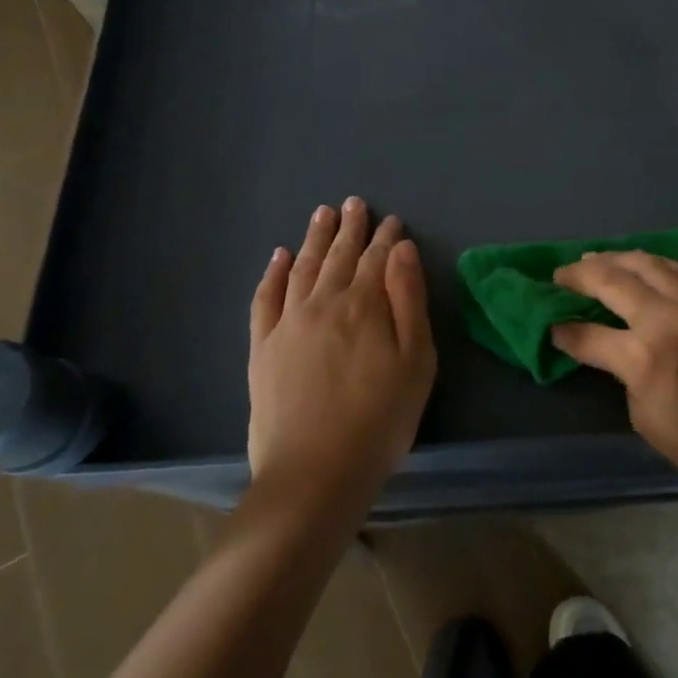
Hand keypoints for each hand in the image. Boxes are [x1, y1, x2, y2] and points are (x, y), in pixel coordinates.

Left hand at [247, 198, 436, 510]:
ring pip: (302, 267)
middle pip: (339, 255)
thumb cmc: (380, 420)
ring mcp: (288, 322)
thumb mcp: (416, 361)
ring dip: (314, 238)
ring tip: (322, 214)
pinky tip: (278, 256)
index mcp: (364, 305)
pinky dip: (272, 273)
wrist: (314, 473)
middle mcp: (323, 302)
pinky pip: (265, 297)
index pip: (378, 259)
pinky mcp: (262, 346)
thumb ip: (409, 300)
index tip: (393, 221)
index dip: (387, 238)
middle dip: (350, 228)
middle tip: (354, 203)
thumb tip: (402, 250)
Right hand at [551, 252, 677, 507]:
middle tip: (559, 275)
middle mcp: (667, 317)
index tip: (549, 326)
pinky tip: (642, 264)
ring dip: (616, 258)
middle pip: (614, 280)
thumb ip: (622, 375)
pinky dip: (652, 262)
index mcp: (644, 355)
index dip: (564, 331)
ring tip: (594, 259)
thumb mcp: (646, 419)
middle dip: (580, 275)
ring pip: (647, 263)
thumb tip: (609, 350)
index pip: (589, 334)